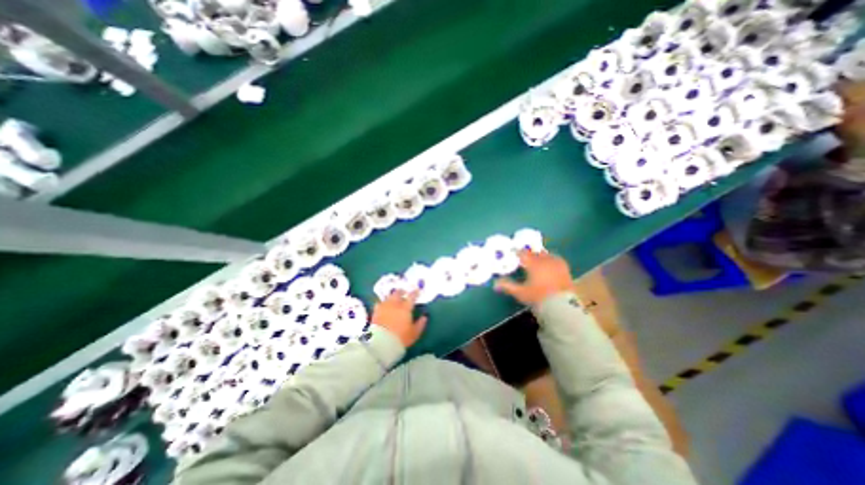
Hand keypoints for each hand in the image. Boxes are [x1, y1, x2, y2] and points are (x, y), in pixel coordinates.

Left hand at [370, 289, 427, 346]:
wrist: (382, 343)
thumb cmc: (401, 338)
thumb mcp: (414, 333)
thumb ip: (420, 324)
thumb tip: (424, 317)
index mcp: (405, 308)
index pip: (411, 297)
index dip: (415, 293)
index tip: (417, 291)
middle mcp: (395, 304)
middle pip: (398, 293)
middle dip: (401, 292)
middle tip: (404, 292)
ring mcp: (384, 307)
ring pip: (388, 297)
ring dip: (392, 297)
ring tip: (393, 299)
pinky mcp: (376, 312)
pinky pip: (379, 303)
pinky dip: (383, 303)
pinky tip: (383, 306)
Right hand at [492, 251, 571, 303]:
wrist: (561, 305)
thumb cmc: (538, 297)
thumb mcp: (520, 293)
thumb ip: (508, 286)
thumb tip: (496, 283)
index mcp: (533, 264)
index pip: (523, 253)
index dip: (517, 252)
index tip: (513, 252)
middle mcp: (544, 260)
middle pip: (535, 253)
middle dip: (529, 254)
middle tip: (525, 257)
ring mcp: (556, 264)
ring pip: (546, 255)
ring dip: (540, 256)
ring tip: (537, 260)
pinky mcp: (565, 269)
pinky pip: (556, 259)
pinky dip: (551, 260)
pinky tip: (550, 264)